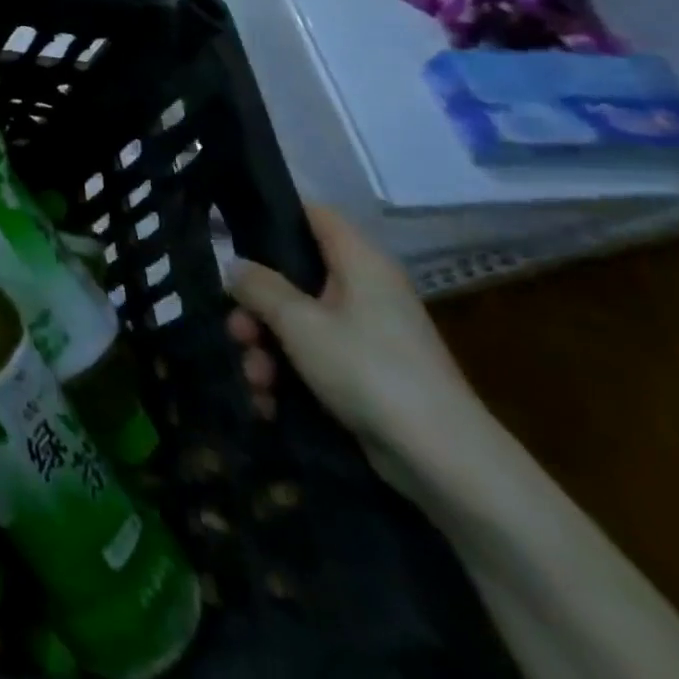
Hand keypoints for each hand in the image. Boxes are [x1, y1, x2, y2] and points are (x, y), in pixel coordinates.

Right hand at [227, 204, 478, 493]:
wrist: (446, 464)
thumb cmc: (369, 371)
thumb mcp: (299, 323)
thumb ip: (258, 287)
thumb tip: (234, 266)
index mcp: (359, 262)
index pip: (314, 213)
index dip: (273, 214)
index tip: (232, 234)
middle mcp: (364, 289)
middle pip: (293, 276)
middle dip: (256, 306)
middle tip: (237, 331)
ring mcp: (366, 334)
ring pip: (297, 322)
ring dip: (266, 348)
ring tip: (255, 380)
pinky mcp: (366, 373)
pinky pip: (313, 358)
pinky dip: (288, 375)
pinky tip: (268, 402)